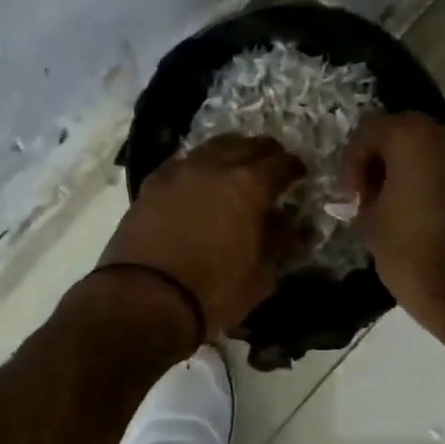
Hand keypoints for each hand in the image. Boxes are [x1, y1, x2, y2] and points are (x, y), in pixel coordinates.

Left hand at [100, 136, 306, 339]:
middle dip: (265, 153)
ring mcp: (180, 171)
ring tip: (235, 168)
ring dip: (231, 153)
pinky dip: (199, 166)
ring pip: (213, 147)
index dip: (295, 167)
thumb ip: (281, 241)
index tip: (300, 175)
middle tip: (272, 167)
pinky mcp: (152, 183)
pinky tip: (199, 181)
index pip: (282, 163)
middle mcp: (215, 166)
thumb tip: (291, 221)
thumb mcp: (261, 275)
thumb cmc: (212, 291)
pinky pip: (183, 162)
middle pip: (248, 145)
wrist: (144, 298)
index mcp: (249, 185)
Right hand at [343, 113, 444, 333]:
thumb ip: (362, 197)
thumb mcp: (370, 223)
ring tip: (390, 206)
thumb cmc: (412, 252)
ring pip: (427, 152)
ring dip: (405, 171)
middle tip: (365, 195)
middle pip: (401, 134)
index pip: (369, 131)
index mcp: (412, 137)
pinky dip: (429, 183)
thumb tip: (365, 198)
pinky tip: (417, 214)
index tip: (348, 196)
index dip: (351, 163)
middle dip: (379, 161)